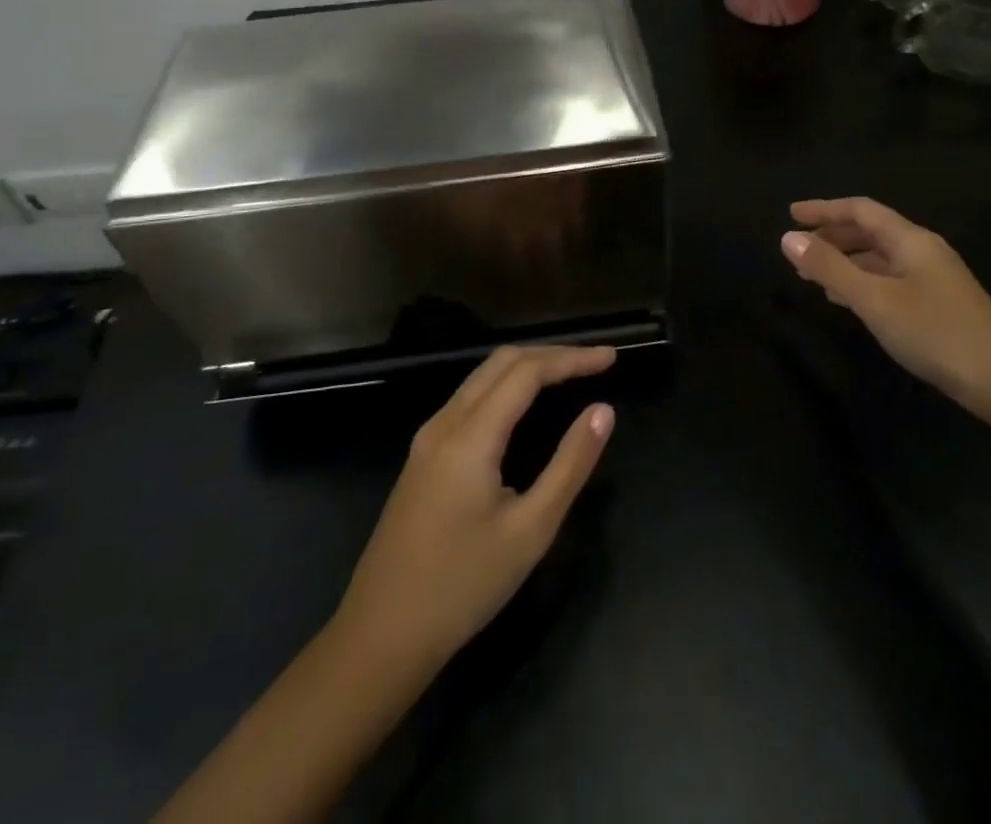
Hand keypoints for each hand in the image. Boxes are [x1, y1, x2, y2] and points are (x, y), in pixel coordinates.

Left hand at [334, 345, 616, 673]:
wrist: (380, 636)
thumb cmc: (462, 586)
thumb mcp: (530, 531)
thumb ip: (570, 465)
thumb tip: (602, 411)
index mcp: (470, 435)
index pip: (527, 371)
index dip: (572, 358)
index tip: (610, 358)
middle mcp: (445, 422)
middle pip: (502, 362)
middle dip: (552, 354)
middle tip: (595, 363)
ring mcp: (428, 438)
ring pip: (482, 377)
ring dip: (527, 367)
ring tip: (570, 375)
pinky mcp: (423, 456)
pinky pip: (470, 399)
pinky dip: (506, 387)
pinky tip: (526, 406)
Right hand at [782, 197, 990, 410]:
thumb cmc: (936, 333)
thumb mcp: (875, 299)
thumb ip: (830, 267)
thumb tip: (788, 238)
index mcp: (911, 240)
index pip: (860, 210)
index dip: (824, 209)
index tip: (791, 214)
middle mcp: (923, 251)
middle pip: (871, 231)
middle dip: (832, 235)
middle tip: (797, 248)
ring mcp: (933, 278)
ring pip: (879, 257)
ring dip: (844, 260)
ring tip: (812, 275)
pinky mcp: (937, 304)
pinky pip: (889, 279)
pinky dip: (861, 281)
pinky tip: (847, 300)